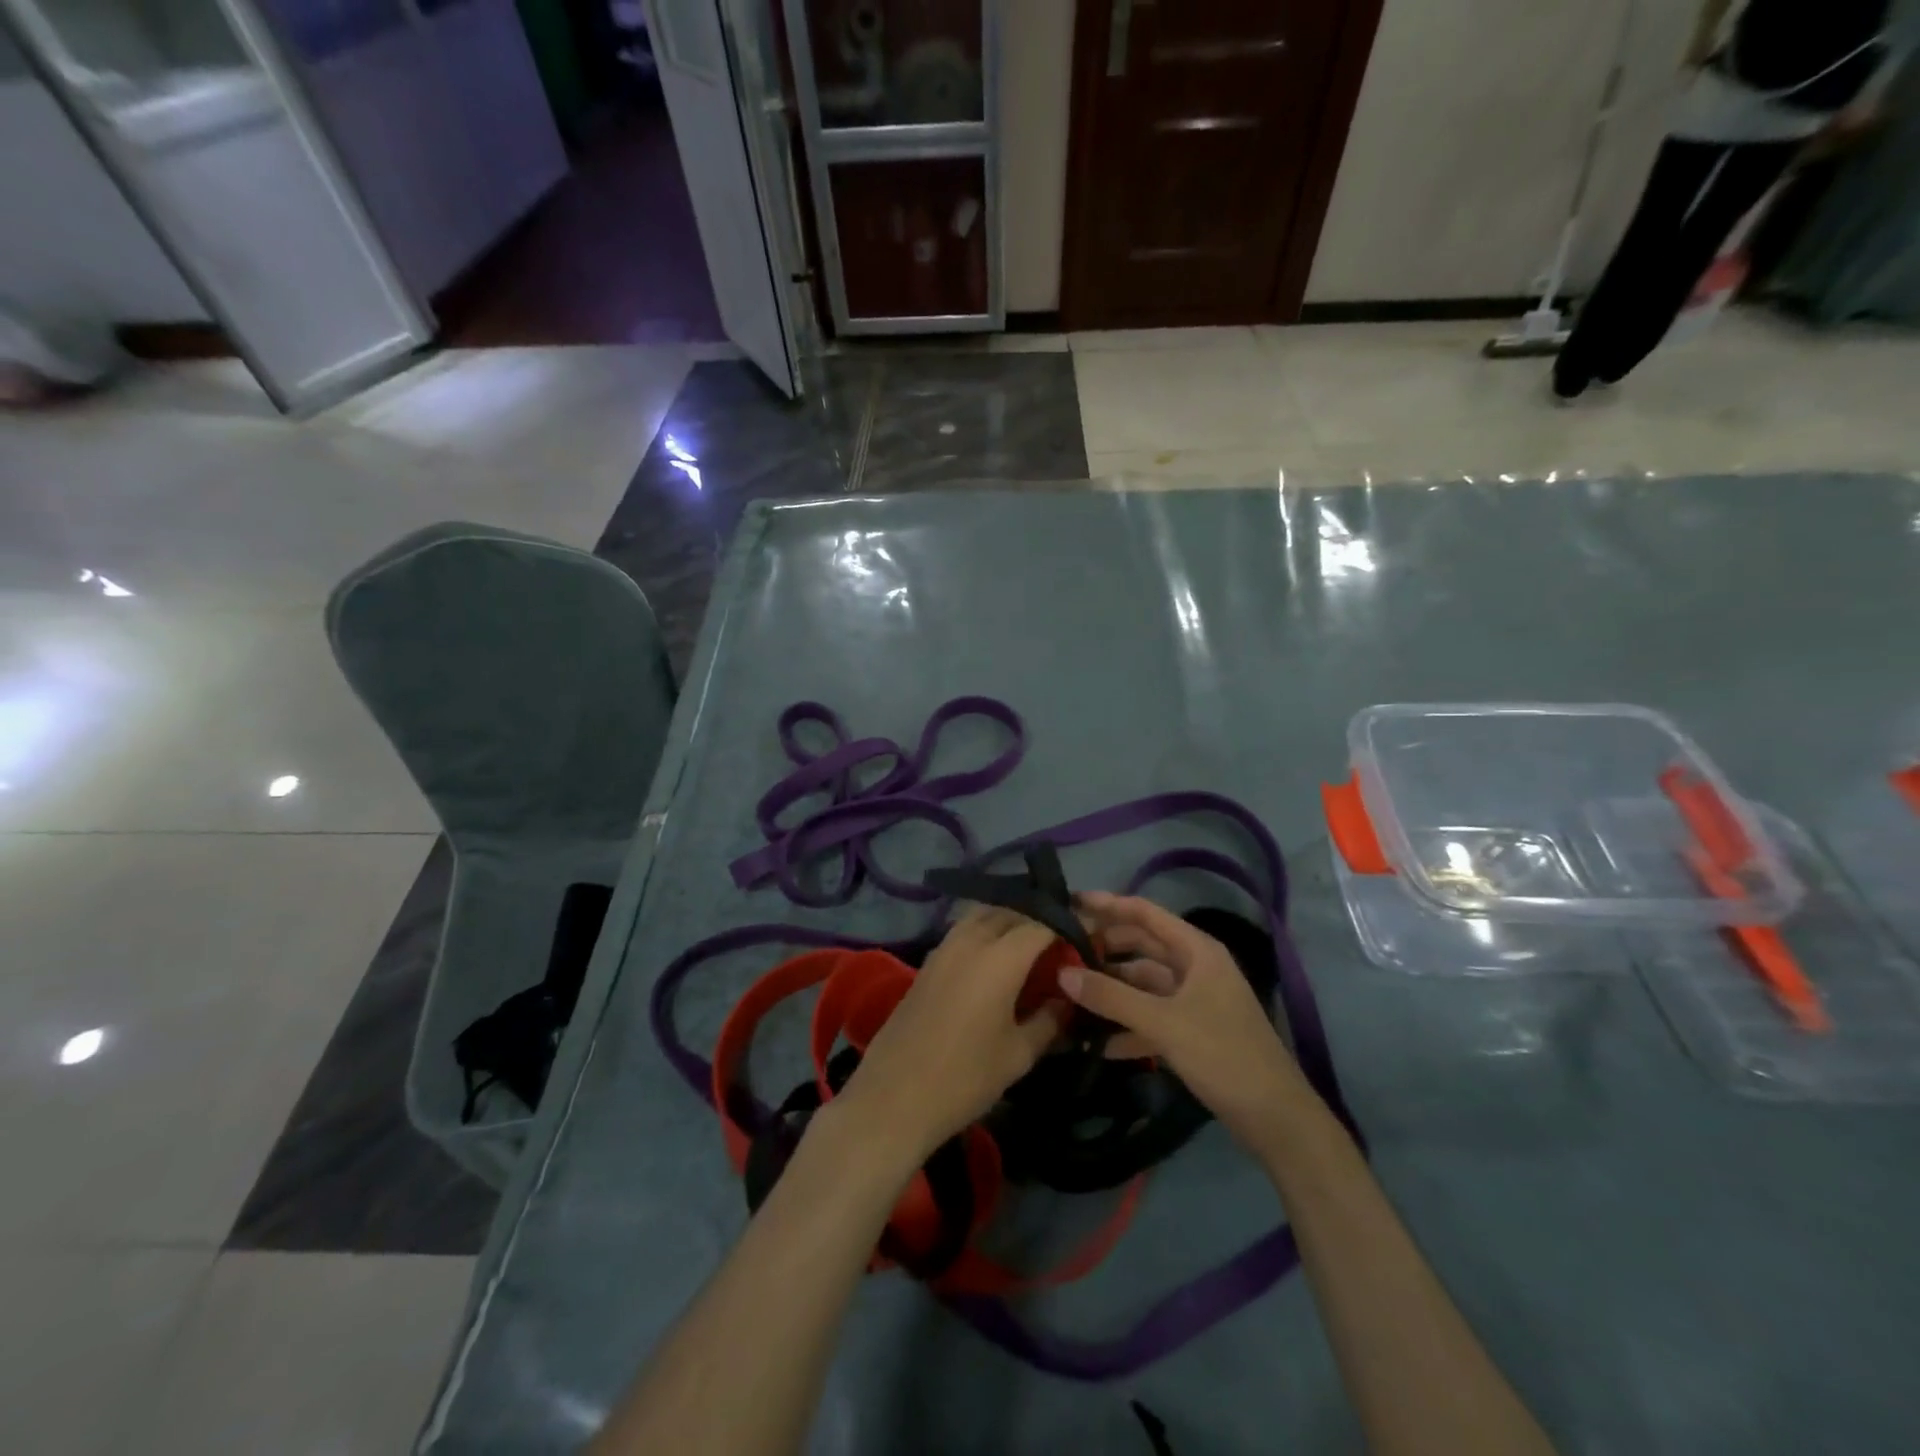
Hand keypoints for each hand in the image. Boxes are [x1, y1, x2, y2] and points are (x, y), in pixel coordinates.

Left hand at [835, 906, 1065, 1160]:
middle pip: (1012, 911)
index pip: (1043, 923)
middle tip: (1061, 942)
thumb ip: (1050, 1019)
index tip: (1088, 937)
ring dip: (1010, 921)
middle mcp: (971, 939)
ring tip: (1031, 948)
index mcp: (1000, 957)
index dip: (1068, 925)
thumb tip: (1068, 998)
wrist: (894, 1097)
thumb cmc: (965, 1078)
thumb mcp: (1019, 1054)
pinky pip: (965, 930)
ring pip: (984, 915)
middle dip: (1039, 919)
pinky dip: (986, 932)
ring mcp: (944, 947)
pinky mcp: (928, 961)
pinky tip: (997, 960)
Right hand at [1061, 893, 1318, 1153]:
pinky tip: (1096, 1042)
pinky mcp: (1192, 1032)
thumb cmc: (1223, 1055)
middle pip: (1141, 946)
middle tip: (1061, 952)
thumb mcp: (1162, 1023)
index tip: (1069, 902)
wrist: (1276, 1119)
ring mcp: (1195, 1000)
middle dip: (1104, 949)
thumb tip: (1062, 973)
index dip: (1107, 904)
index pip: (1144, 913)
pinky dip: (1126, 1025)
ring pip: (1143, 984)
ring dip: (1111, 989)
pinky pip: (1151, 1017)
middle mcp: (1195, 967)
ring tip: (1069, 995)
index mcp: (1197, 950)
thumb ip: (1111, 997)